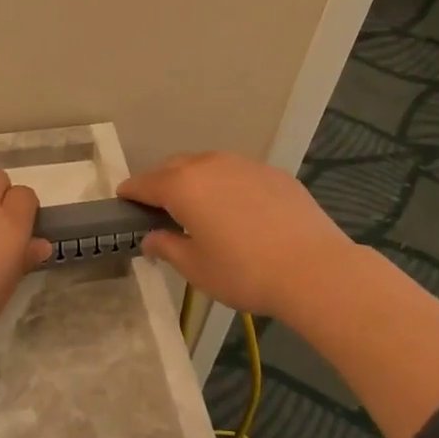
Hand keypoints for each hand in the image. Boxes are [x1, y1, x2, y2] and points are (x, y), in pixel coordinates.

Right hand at [119, 152, 357, 318]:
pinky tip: (236, 210)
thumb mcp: (196, 268)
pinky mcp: (273, 173)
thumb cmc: (244, 272)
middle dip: (161, 183)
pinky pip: (237, 173)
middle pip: (174, 167)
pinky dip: (225, 185)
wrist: (315, 269)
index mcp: (183, 186)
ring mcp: (244, 165)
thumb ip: (167, 247)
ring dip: (194, 180)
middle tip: (158, 208)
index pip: (145, 183)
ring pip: (207, 165)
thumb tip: (151, 237)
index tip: (123, 201)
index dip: (130, 192)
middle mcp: (209, 165)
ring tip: (197, 206)